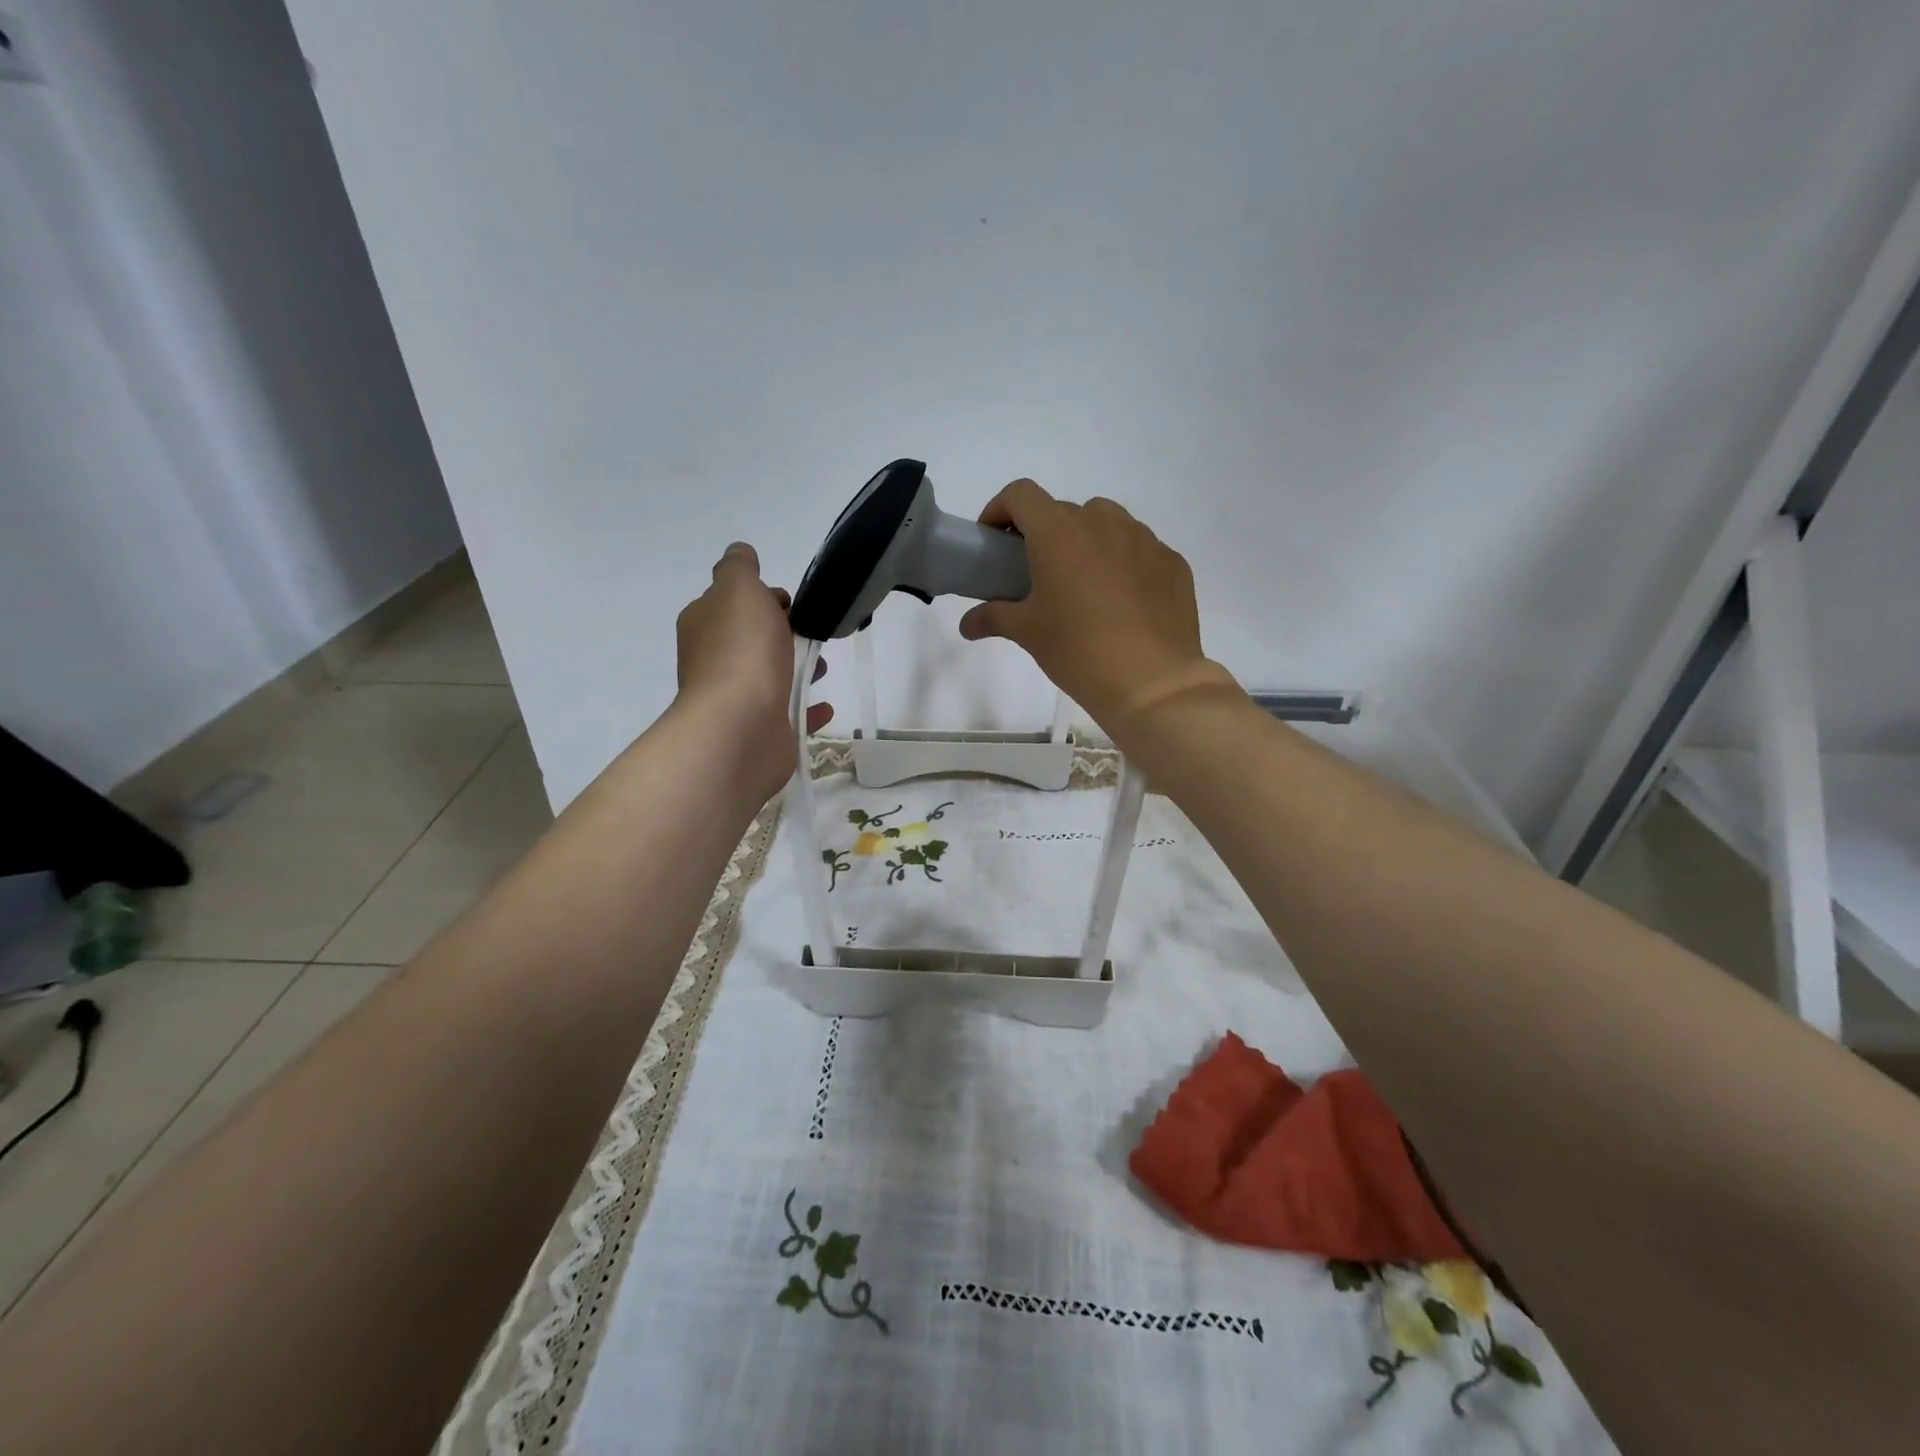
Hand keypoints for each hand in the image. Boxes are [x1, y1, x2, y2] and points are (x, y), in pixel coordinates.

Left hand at [675, 543, 831, 803]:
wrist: (740, 727)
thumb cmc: (742, 652)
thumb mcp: (739, 589)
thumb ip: (739, 567)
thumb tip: (740, 553)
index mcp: (704, 625)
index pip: (734, 603)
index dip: (764, 598)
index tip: (792, 603)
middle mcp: (714, 661)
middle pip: (753, 639)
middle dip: (784, 633)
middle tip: (814, 634)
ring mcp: (736, 700)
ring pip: (770, 676)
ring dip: (798, 668)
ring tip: (824, 668)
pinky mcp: (760, 731)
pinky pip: (788, 713)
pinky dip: (806, 708)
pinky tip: (824, 706)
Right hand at [958, 481, 1237, 740]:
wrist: (1152, 682)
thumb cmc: (1078, 651)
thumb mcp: (1028, 633)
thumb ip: (993, 617)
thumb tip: (967, 624)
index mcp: (1059, 533)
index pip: (1021, 494)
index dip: (1001, 510)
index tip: (994, 542)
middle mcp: (1102, 523)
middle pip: (1063, 511)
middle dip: (1043, 534)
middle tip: (1037, 574)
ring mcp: (1143, 539)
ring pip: (1106, 524)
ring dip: (1086, 542)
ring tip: (1082, 584)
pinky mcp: (1171, 562)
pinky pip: (1138, 549)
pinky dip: (1122, 563)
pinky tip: (1121, 602)